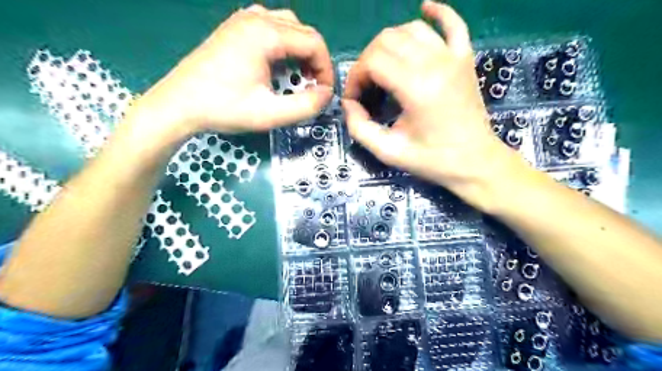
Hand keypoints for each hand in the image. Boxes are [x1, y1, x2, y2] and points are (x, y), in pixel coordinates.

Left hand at [131, 4, 333, 137]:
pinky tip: (277, 63)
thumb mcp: (270, 114)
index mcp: (266, 34)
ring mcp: (242, 19)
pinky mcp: (234, 27)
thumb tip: (327, 94)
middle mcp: (256, 18)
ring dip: (300, 51)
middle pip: (304, 32)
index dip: (326, 69)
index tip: (323, 93)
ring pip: (289, 26)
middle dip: (315, 61)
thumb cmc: (224, 108)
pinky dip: (283, 44)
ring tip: (297, 76)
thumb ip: (306, 106)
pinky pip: (270, 26)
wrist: (179, 104)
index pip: (314, 43)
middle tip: (312, 87)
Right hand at [341, 0, 522, 210]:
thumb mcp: (388, 152)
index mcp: (416, 88)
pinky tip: (425, 8)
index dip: (355, 77)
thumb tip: (349, 104)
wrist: (475, 162)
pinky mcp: (465, 58)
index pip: (373, 61)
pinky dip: (437, 12)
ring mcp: (453, 57)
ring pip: (411, 29)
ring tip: (383, 68)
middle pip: (387, 40)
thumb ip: (359, 128)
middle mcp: (435, 63)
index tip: (354, 99)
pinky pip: (453, 23)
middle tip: (367, 87)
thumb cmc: (432, 160)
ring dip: (389, 44)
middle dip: (367, 61)